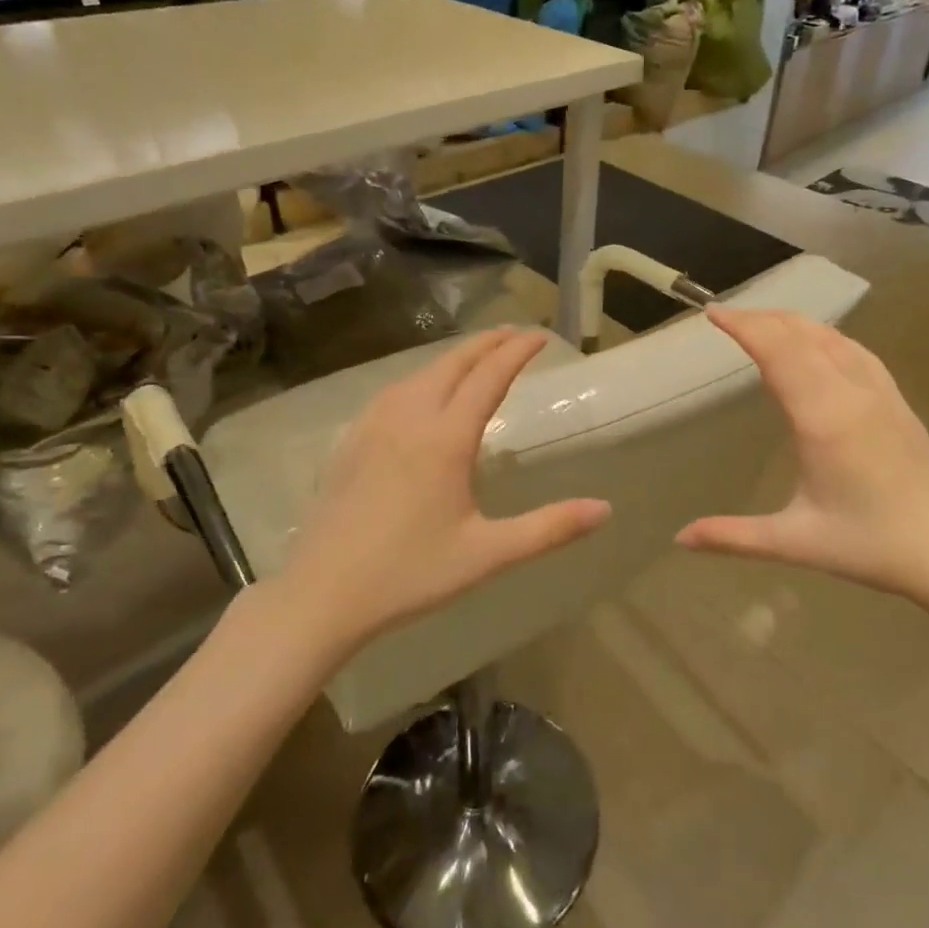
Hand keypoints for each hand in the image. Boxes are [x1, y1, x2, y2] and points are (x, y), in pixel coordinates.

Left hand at [278, 327, 611, 649]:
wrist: (323, 593)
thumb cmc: (410, 574)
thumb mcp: (488, 554)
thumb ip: (549, 528)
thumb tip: (605, 509)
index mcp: (446, 438)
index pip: (489, 376)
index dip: (518, 351)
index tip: (541, 336)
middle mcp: (409, 418)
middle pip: (453, 363)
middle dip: (487, 343)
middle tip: (515, 334)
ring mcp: (373, 425)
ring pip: (419, 373)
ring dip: (454, 358)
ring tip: (477, 357)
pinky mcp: (351, 440)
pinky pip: (393, 391)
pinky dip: (421, 377)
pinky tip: (421, 392)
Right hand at [676, 308, 928, 605]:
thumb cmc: (869, 546)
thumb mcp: (794, 542)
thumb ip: (733, 536)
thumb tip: (680, 538)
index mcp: (823, 418)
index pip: (778, 352)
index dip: (744, 326)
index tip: (712, 313)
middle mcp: (852, 393)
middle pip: (801, 334)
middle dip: (761, 317)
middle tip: (725, 315)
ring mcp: (880, 392)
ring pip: (832, 336)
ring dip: (792, 322)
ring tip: (761, 322)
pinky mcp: (897, 400)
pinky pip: (855, 350)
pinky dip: (824, 335)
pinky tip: (816, 343)